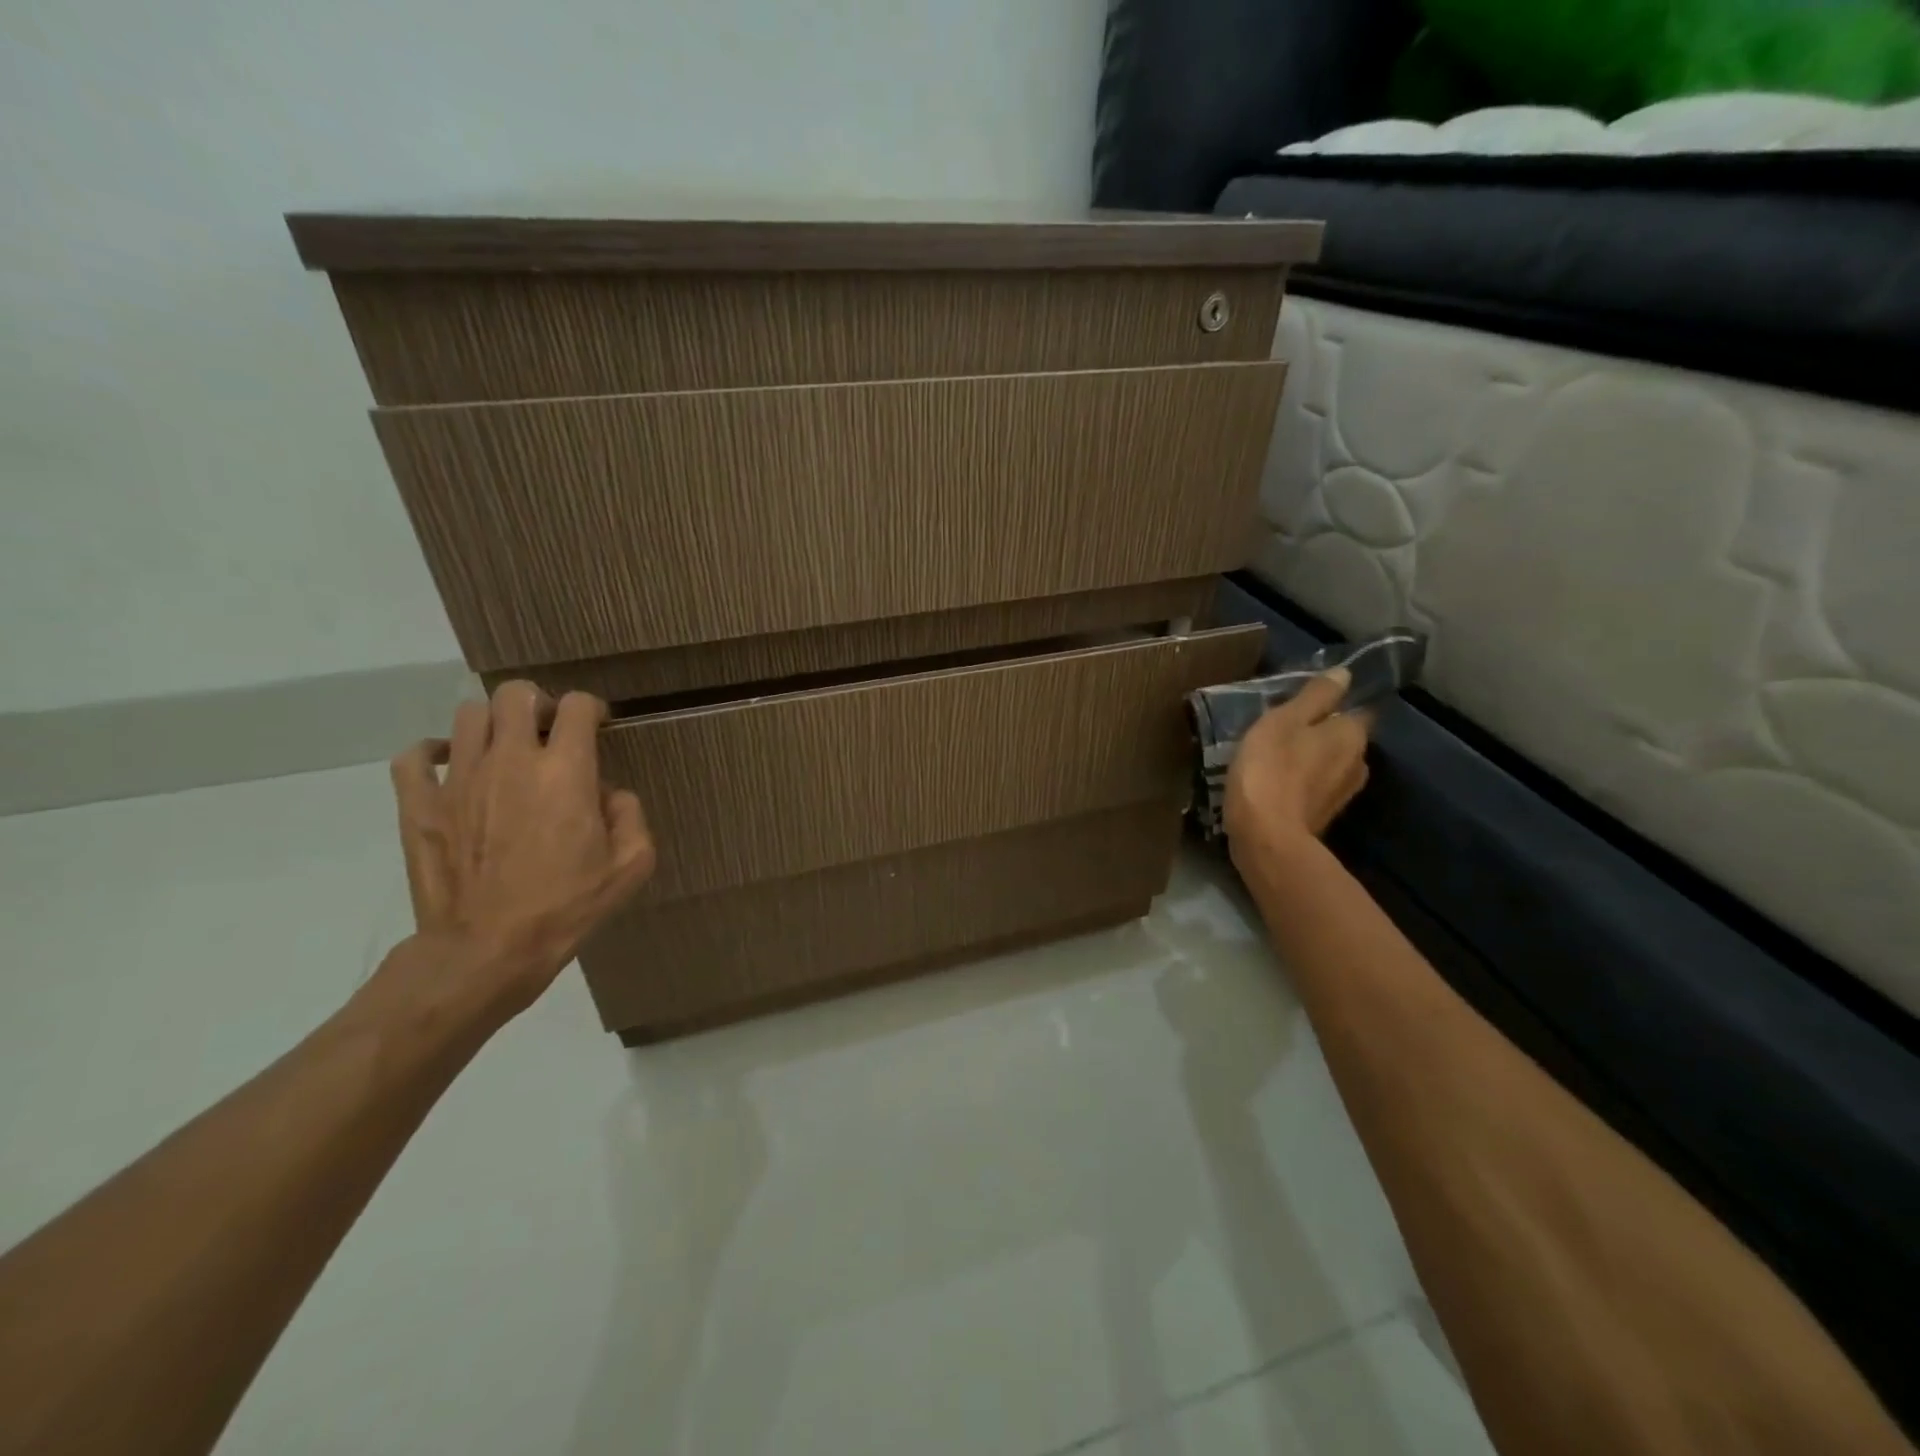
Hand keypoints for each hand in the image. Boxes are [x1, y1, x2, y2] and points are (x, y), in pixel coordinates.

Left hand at [385, 681, 655, 1019]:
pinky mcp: (419, 805)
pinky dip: (432, 753)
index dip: (592, 710)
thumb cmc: (566, 908)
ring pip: (468, 715)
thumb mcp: (630, 866)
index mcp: (565, 772)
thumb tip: (608, 795)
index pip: (577, 707)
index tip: (597, 728)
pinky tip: (451, 768)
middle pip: (515, 694)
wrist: (486, 951)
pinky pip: (414, 756)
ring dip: (492, 724)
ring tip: (504, 750)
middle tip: (548, 732)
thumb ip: (631, 816)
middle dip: (538, 704)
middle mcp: (510, 760)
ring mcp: (458, 779)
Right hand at [1222, 668, 1370, 864]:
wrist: (1266, 836)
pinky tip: (1277, 782)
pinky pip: (1316, 788)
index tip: (1305, 704)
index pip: (1356, 709)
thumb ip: (1315, 696)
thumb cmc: (1271, 768)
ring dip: (1310, 760)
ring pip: (1329, 765)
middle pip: (1343, 738)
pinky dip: (1302, 783)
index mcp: (1352, 734)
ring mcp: (1343, 794)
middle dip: (1320, 733)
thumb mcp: (1284, 720)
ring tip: (1276, 756)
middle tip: (1284, 729)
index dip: (1333, 704)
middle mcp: (1359, 763)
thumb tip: (1345, 674)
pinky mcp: (1324, 817)